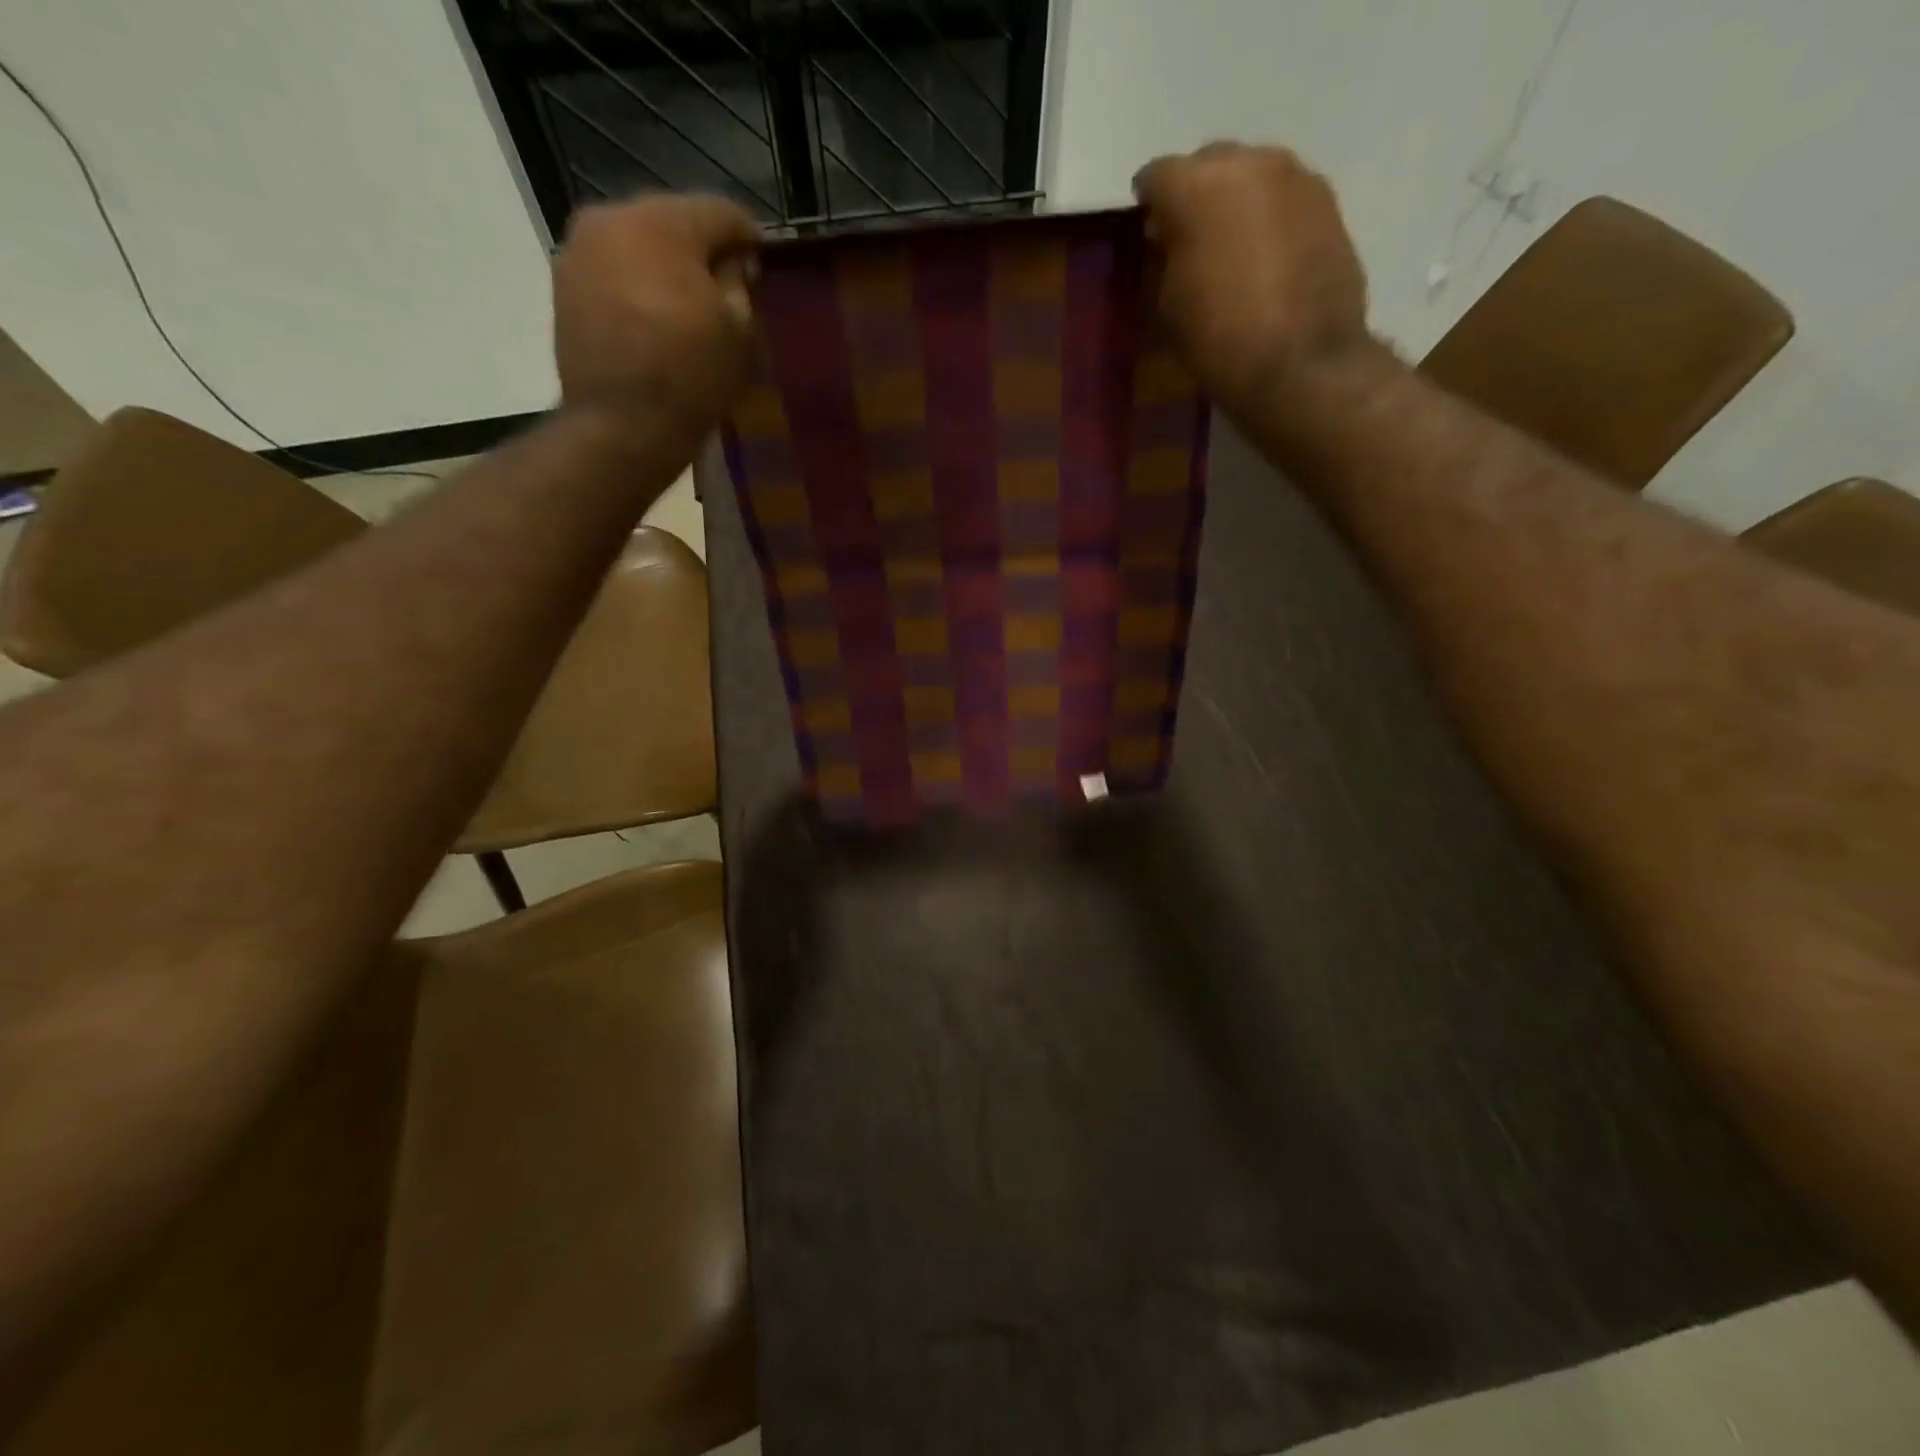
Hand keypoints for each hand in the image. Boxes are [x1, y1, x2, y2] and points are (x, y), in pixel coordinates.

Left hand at [552, 193, 761, 443]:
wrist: (622, 425)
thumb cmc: (692, 377)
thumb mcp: (739, 332)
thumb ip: (740, 283)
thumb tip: (735, 263)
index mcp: (664, 222)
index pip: (721, 212)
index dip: (749, 237)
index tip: (762, 264)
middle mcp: (613, 217)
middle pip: (673, 221)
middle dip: (701, 250)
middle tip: (725, 287)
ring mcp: (580, 248)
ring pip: (638, 244)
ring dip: (664, 267)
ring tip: (686, 306)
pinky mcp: (563, 283)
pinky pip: (612, 270)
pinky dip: (636, 285)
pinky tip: (653, 319)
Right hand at [1133, 143, 1368, 408]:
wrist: (1301, 363)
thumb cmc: (1219, 339)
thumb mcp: (1170, 303)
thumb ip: (1168, 257)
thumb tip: (1173, 237)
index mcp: (1196, 187)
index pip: (1156, 175)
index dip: (1148, 205)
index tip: (1148, 233)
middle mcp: (1248, 162)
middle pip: (1209, 163)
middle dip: (1196, 193)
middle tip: (1190, 237)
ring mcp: (1295, 176)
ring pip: (1252, 174)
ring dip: (1237, 202)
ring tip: (1232, 247)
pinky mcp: (1328, 201)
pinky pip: (1284, 196)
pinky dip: (1269, 217)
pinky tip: (1266, 256)